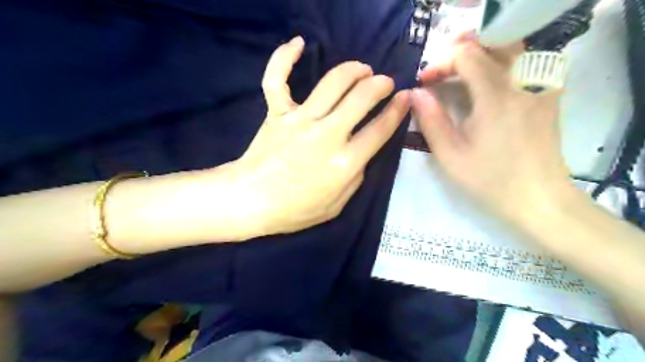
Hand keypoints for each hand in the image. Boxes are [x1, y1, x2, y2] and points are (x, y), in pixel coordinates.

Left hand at [235, 36, 409, 236]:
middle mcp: (327, 135)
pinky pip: (277, 79)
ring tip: (362, 69)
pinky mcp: (277, 113)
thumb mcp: (337, 206)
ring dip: (353, 70)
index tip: (406, 98)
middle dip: (380, 84)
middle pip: (361, 98)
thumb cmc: (295, 210)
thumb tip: (361, 154)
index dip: (398, 110)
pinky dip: (284, 58)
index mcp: (345, 162)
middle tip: (385, 82)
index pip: (380, 129)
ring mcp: (300, 120)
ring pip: (332, 82)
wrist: (251, 201)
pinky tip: (298, 43)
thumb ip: (355, 178)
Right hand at [414, 42, 568, 221]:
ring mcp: (539, 86)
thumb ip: (430, 120)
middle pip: (490, 44)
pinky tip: (482, 88)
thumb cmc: (489, 180)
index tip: (424, 83)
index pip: (467, 55)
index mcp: (496, 96)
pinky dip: (496, 67)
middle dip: (458, 55)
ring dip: (478, 57)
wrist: (538, 198)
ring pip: (508, 50)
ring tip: (456, 77)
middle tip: (438, 75)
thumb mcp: (449, 155)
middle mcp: (522, 82)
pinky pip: (521, 65)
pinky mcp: (546, 95)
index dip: (440, 62)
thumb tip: (415, 93)